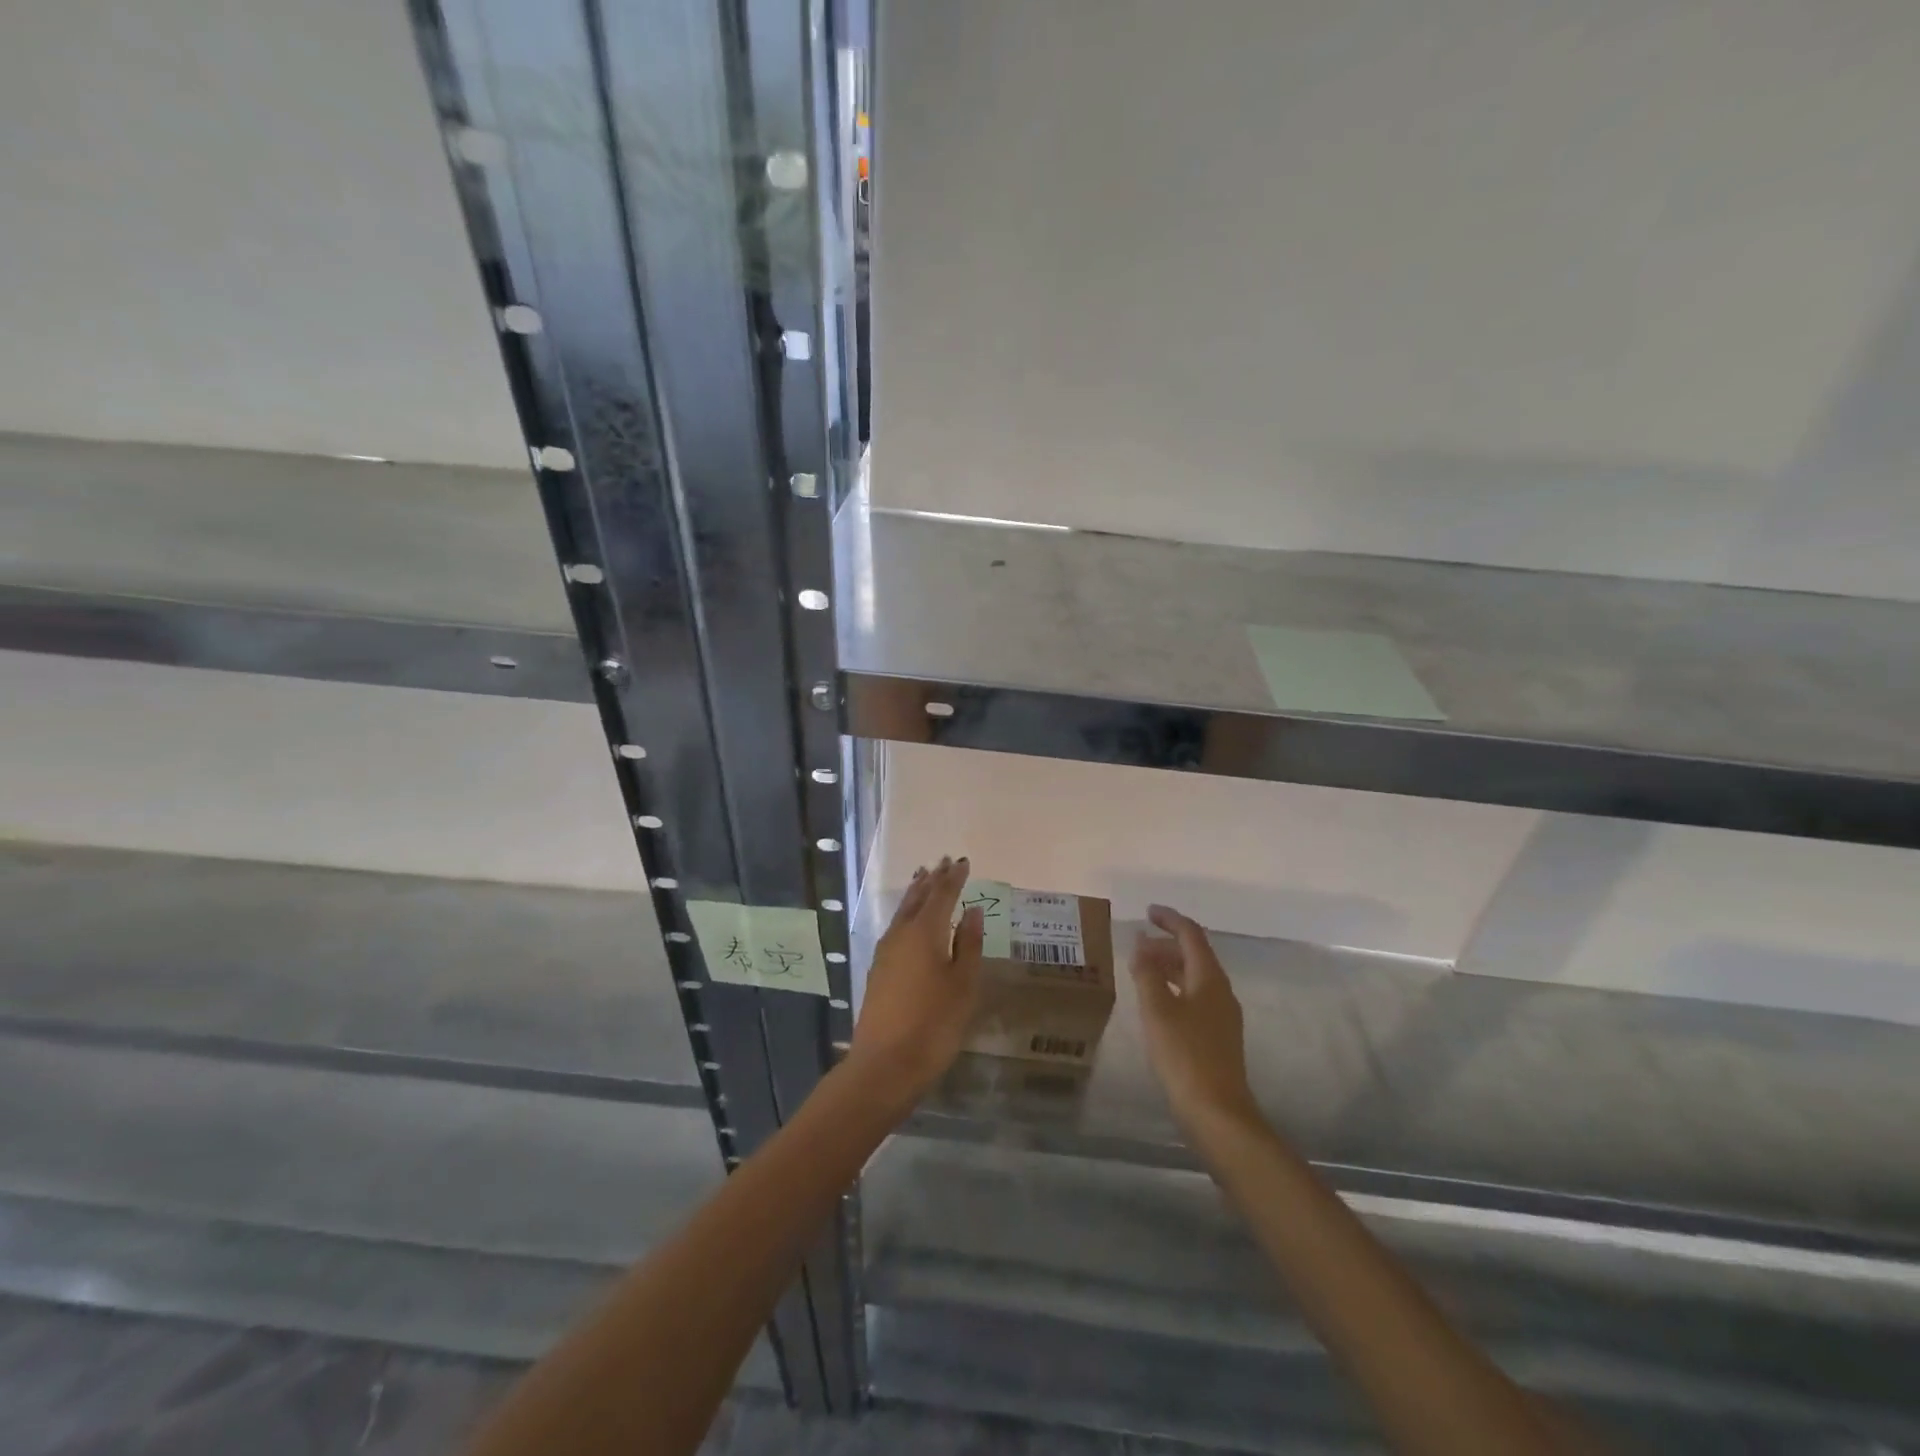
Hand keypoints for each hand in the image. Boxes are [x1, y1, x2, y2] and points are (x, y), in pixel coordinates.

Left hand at [848, 856, 983, 1104]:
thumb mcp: (963, 985)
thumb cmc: (934, 1023)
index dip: (954, 878)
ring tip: (925, 878)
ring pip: (903, 911)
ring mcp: (885, 951)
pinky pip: (896, 926)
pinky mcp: (878, 969)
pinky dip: (908, 913)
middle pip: (918, 898)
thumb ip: (969, 944)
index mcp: (925, 931)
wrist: (885, 1064)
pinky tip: (911, 919)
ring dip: (917, 893)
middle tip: (943, 862)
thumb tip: (972, 910)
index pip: (942, 894)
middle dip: (933, 879)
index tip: (963, 862)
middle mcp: (901, 934)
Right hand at [1131, 905, 1261, 1137]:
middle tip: (1137, 945)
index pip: (1191, 935)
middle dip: (1166, 944)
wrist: (1217, 1112)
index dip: (1170, 919)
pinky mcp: (1217, 1036)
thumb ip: (1147, 973)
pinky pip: (1195, 997)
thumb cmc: (1184, 1055)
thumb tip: (1140, 944)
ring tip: (1141, 970)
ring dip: (1169, 966)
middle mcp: (1220, 991)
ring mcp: (1222, 1015)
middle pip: (1195, 954)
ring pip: (1194, 977)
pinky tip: (1156, 1003)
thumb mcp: (1157, 1009)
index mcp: (1209, 978)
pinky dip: (1174, 988)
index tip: (1147, 911)